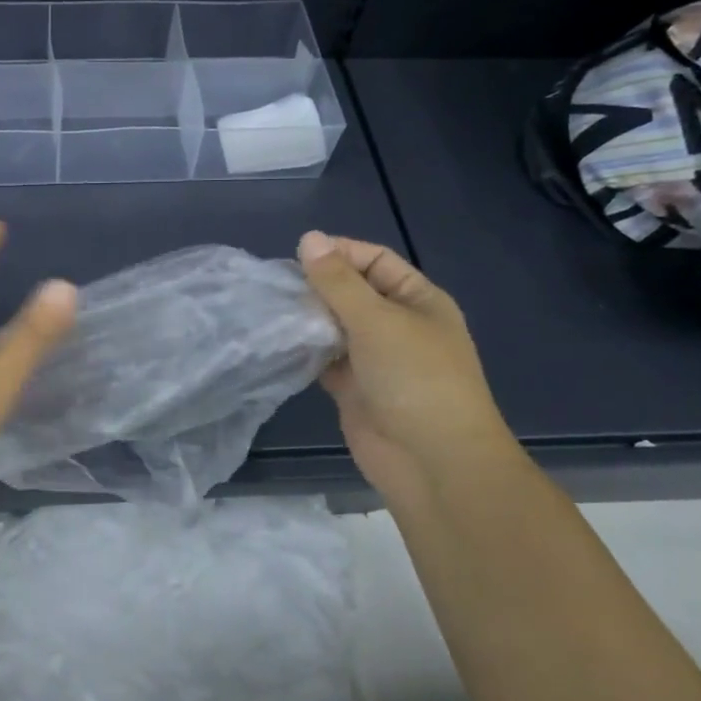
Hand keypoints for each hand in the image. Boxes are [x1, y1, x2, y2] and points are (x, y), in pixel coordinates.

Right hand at [297, 230, 515, 501]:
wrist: (432, 462)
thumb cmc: (415, 378)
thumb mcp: (377, 320)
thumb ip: (338, 281)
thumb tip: (309, 238)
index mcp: (417, 300)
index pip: (375, 261)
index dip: (339, 253)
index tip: (297, 256)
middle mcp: (397, 325)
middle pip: (351, 292)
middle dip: (316, 286)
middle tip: (274, 284)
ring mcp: (374, 359)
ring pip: (334, 326)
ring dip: (306, 318)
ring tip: (268, 308)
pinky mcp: (353, 388)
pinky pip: (324, 359)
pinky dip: (304, 351)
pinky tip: (276, 341)